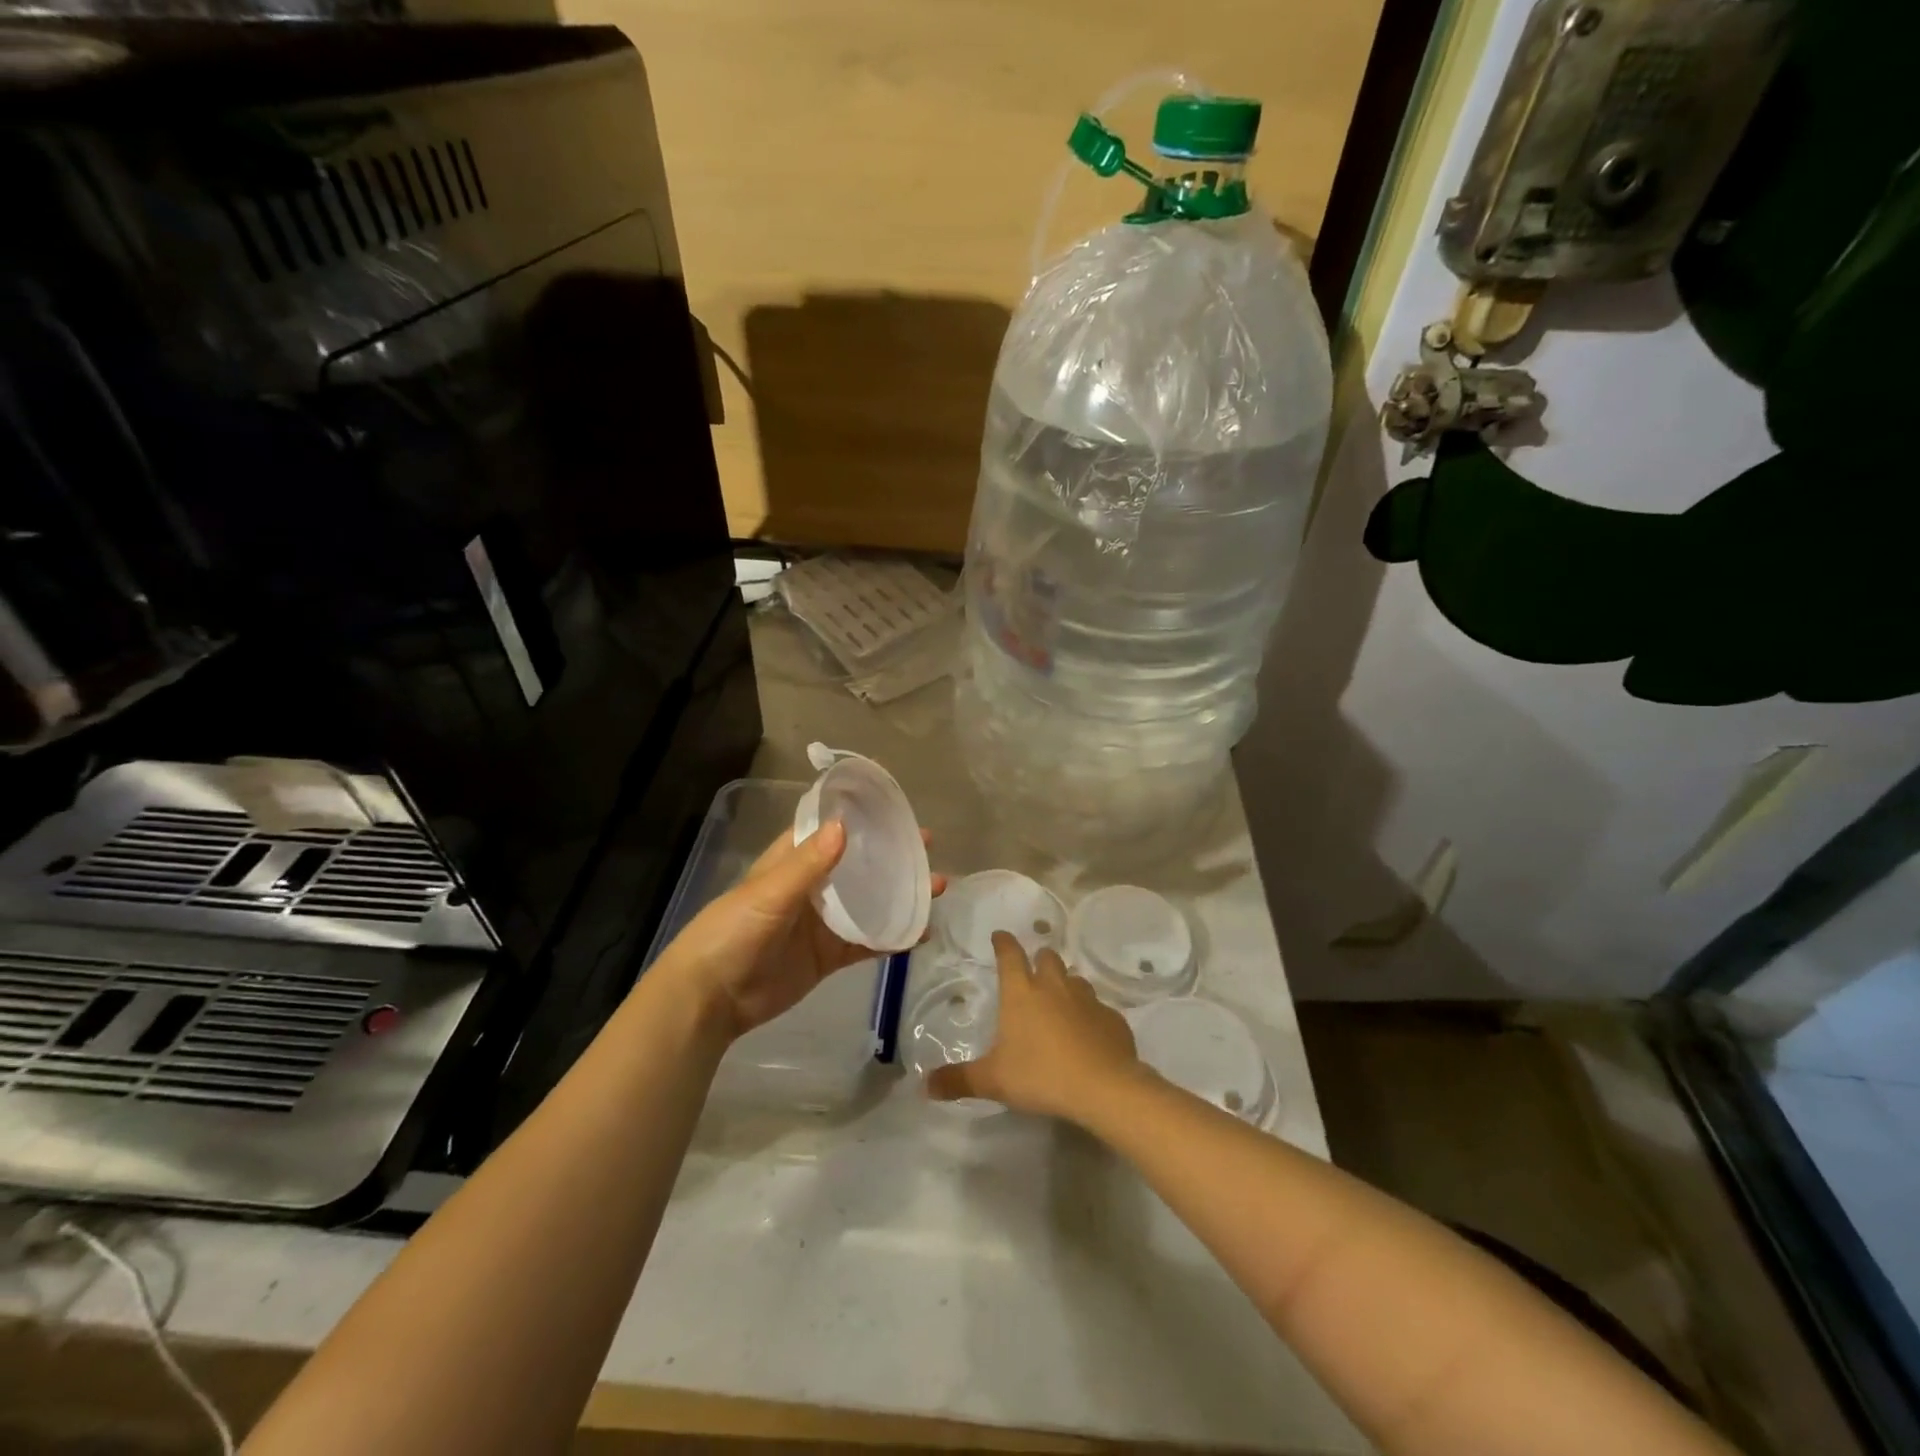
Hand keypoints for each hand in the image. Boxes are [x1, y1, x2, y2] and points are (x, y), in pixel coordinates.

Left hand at [657, 822, 944, 1038]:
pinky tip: (921, 932)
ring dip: (898, 895)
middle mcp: (810, 887)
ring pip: (868, 903)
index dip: (859, 819)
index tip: (895, 808)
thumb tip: (844, 825)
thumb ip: (808, 864)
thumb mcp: (769, 893)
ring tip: (936, 887)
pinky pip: (866, 943)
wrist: (712, 999)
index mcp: (791, 862)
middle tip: (927, 847)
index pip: (829, 831)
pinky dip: (892, 937)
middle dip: (890, 856)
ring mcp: (821, 923)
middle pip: (857, 865)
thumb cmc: (733, 933)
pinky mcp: (828, 956)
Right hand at [925, 932, 1139, 1122]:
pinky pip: (1098, 1008)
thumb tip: (925, 1085)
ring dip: (1065, 984)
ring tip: (1059, 1001)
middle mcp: (1054, 987)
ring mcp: (1087, 1000)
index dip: (1003, 943)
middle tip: (1032, 970)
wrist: (1103, 1087)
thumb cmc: (1041, 1075)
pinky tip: (1088, 1032)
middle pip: (1047, 958)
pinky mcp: (1112, 1018)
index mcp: (1022, 993)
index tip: (999, 936)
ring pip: (1075, 979)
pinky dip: (1090, 1014)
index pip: (1009, 955)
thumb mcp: (993, 1081)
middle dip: (1038, 959)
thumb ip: (959, 1080)